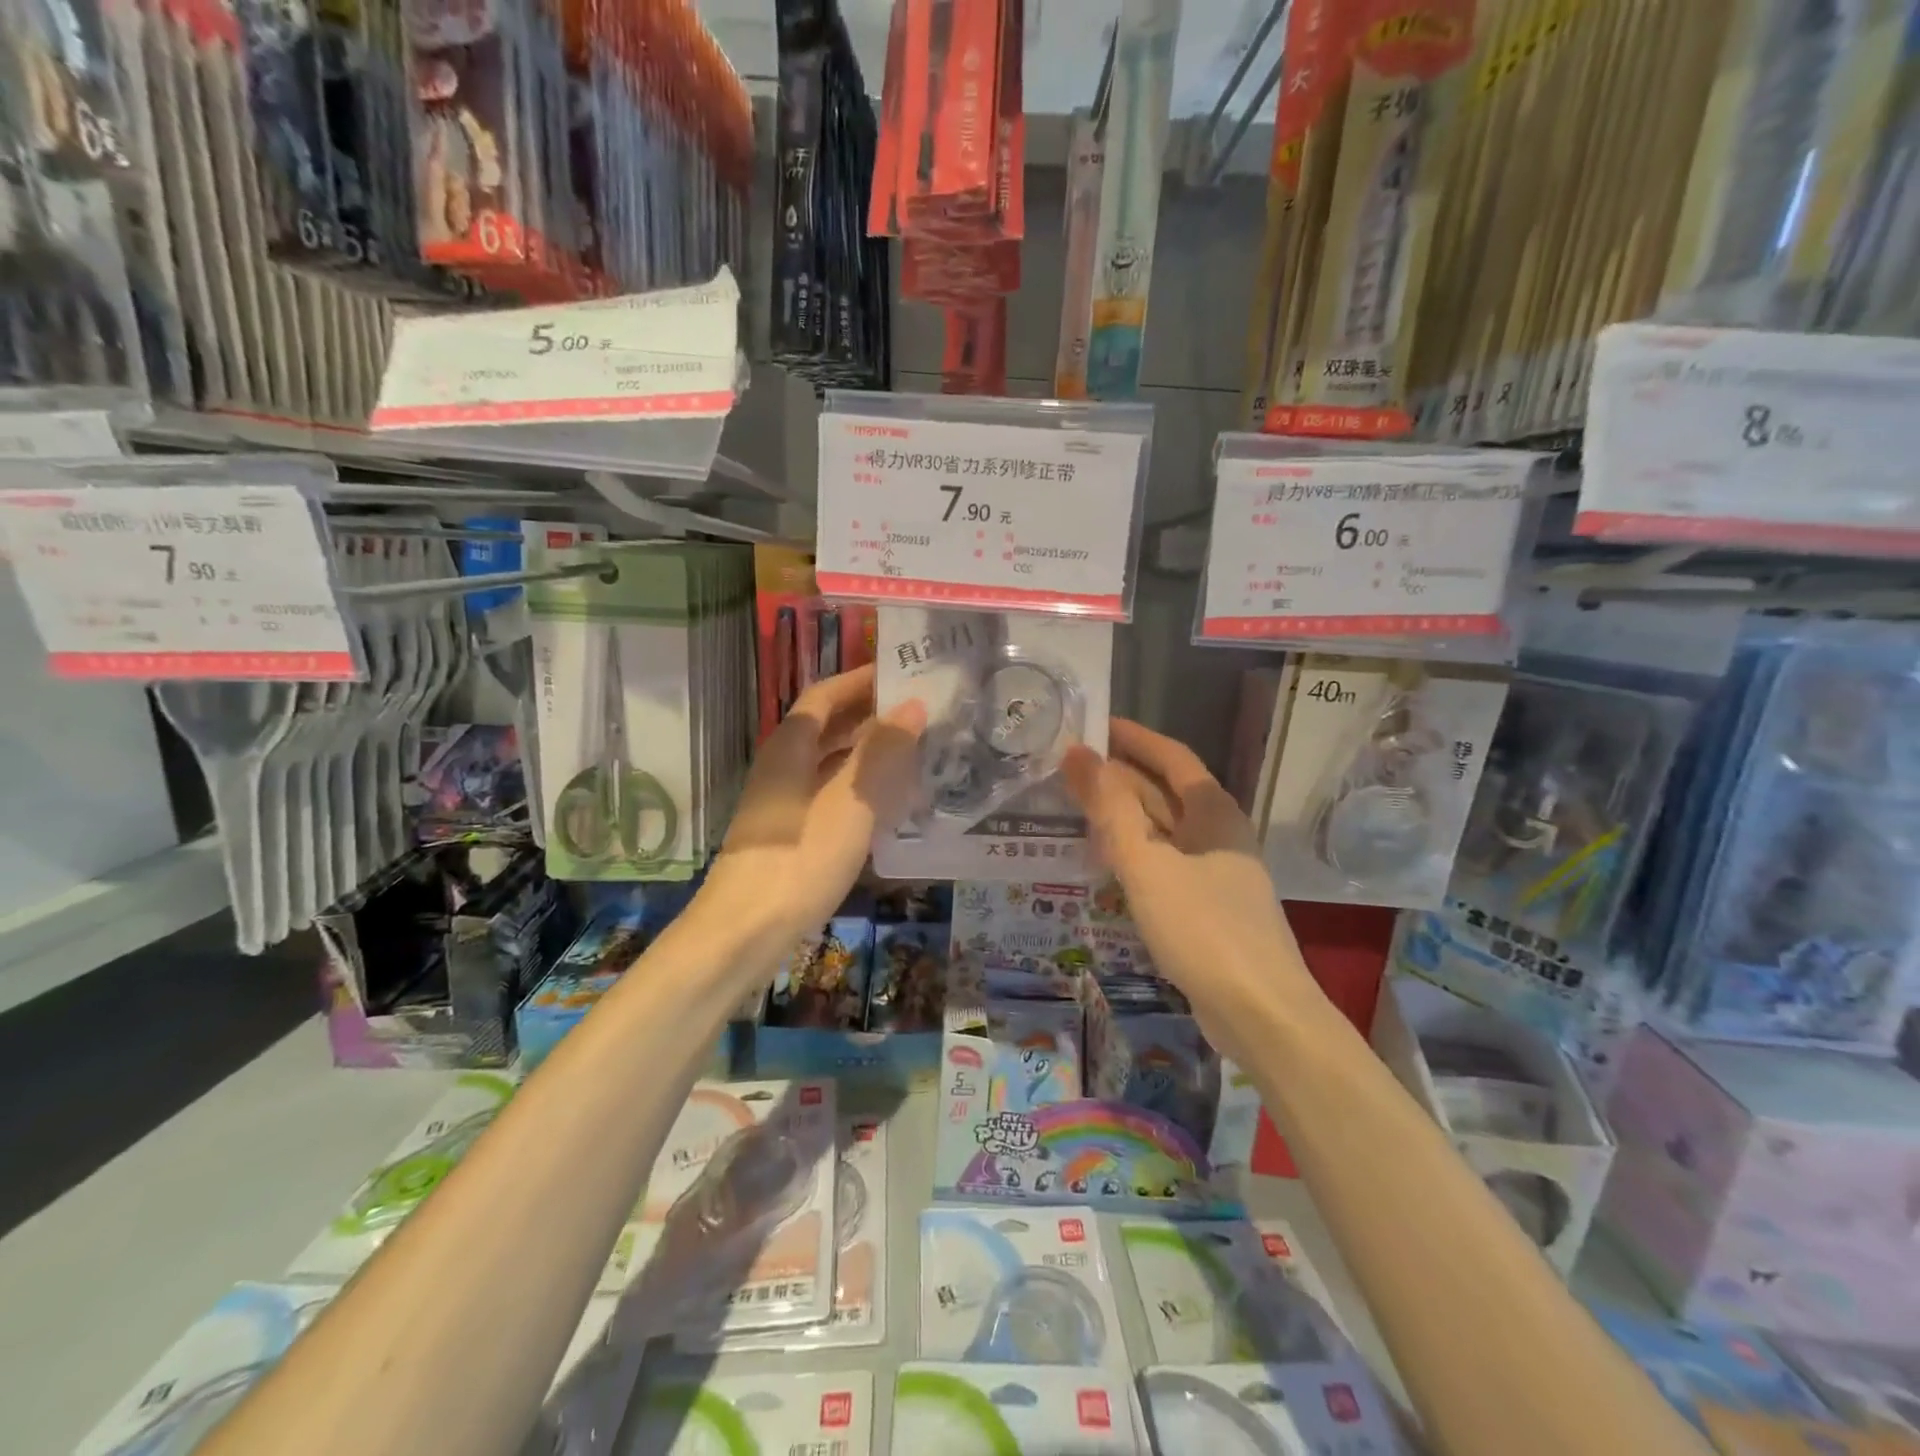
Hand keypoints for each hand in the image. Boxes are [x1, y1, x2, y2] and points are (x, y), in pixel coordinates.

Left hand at [705, 664, 925, 938]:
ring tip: (916, 752)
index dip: (861, 681)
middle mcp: (782, 766)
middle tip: (921, 713)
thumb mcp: (850, 803)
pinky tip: (889, 804)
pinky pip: (830, 795)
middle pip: (828, 727)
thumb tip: (912, 706)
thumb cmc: (799, 859)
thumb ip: (882, 753)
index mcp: (790, 747)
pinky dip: (860, 788)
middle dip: (871, 716)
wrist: (744, 933)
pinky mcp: (790, 835)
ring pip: (831, 763)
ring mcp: (784, 803)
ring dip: (868, 753)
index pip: (826, 695)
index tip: (902, 673)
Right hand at [1063, 719, 1315, 1039]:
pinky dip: (1134, 852)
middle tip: (1069, 769)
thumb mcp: (1146, 862)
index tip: (1093, 725)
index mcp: (1214, 811)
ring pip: (1163, 829)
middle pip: (1165, 791)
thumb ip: (1109, 807)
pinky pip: (1164, 862)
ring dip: (1123, 816)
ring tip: (1076, 808)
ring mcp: (1216, 871)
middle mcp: (1219, 832)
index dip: (1133, 737)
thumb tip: (1077, 752)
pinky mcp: (1209, 905)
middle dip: (1119, 777)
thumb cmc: (1202, 926)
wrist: (1259, 1012)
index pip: (1171, 756)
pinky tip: (1105, 862)